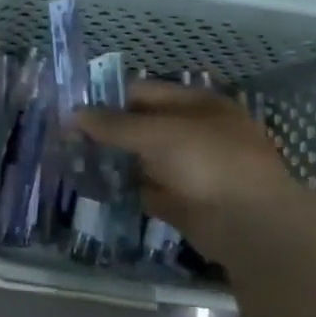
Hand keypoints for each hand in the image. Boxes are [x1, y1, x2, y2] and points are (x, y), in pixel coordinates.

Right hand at [77, 81, 315, 261]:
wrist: (249, 224)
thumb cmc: (207, 161)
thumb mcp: (157, 134)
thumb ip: (114, 125)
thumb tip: (74, 115)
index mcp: (196, 104)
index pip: (142, 93)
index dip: (107, 99)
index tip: (72, 110)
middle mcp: (193, 132)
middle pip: (141, 126)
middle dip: (106, 132)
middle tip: (66, 138)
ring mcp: (189, 168)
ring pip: (141, 159)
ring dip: (112, 160)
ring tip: (72, 161)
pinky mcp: (182, 201)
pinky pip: (145, 189)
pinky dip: (123, 189)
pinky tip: (94, 188)